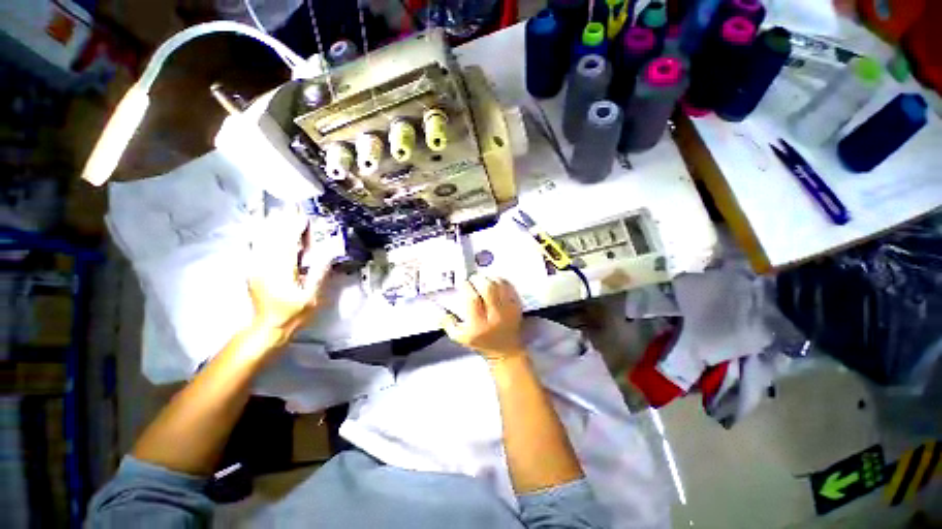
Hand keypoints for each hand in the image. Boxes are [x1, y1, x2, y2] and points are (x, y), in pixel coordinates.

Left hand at [248, 208, 332, 342]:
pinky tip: (261, 227)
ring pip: (261, 240)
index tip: (302, 215)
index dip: (295, 228)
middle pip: (273, 238)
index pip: (288, 244)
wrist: (268, 326)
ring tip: (276, 211)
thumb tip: (327, 254)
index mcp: (282, 272)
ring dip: (269, 225)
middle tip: (290, 206)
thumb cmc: (294, 313)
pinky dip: (258, 235)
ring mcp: (255, 267)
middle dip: (282, 221)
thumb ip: (318, 275)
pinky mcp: (252, 270)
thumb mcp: (312, 297)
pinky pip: (254, 248)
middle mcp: (265, 266)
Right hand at [442, 274, 524, 360]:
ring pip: (499, 285)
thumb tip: (439, 310)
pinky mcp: (517, 305)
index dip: (467, 287)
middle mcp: (495, 315)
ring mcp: (508, 309)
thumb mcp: (460, 337)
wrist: (506, 350)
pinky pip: (509, 286)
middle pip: (488, 288)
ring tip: (482, 279)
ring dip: (489, 278)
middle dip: (478, 279)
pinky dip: (500, 280)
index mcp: (479, 324)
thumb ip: (448, 323)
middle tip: (473, 279)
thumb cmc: (481, 342)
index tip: (463, 283)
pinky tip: (494, 281)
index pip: (473, 299)